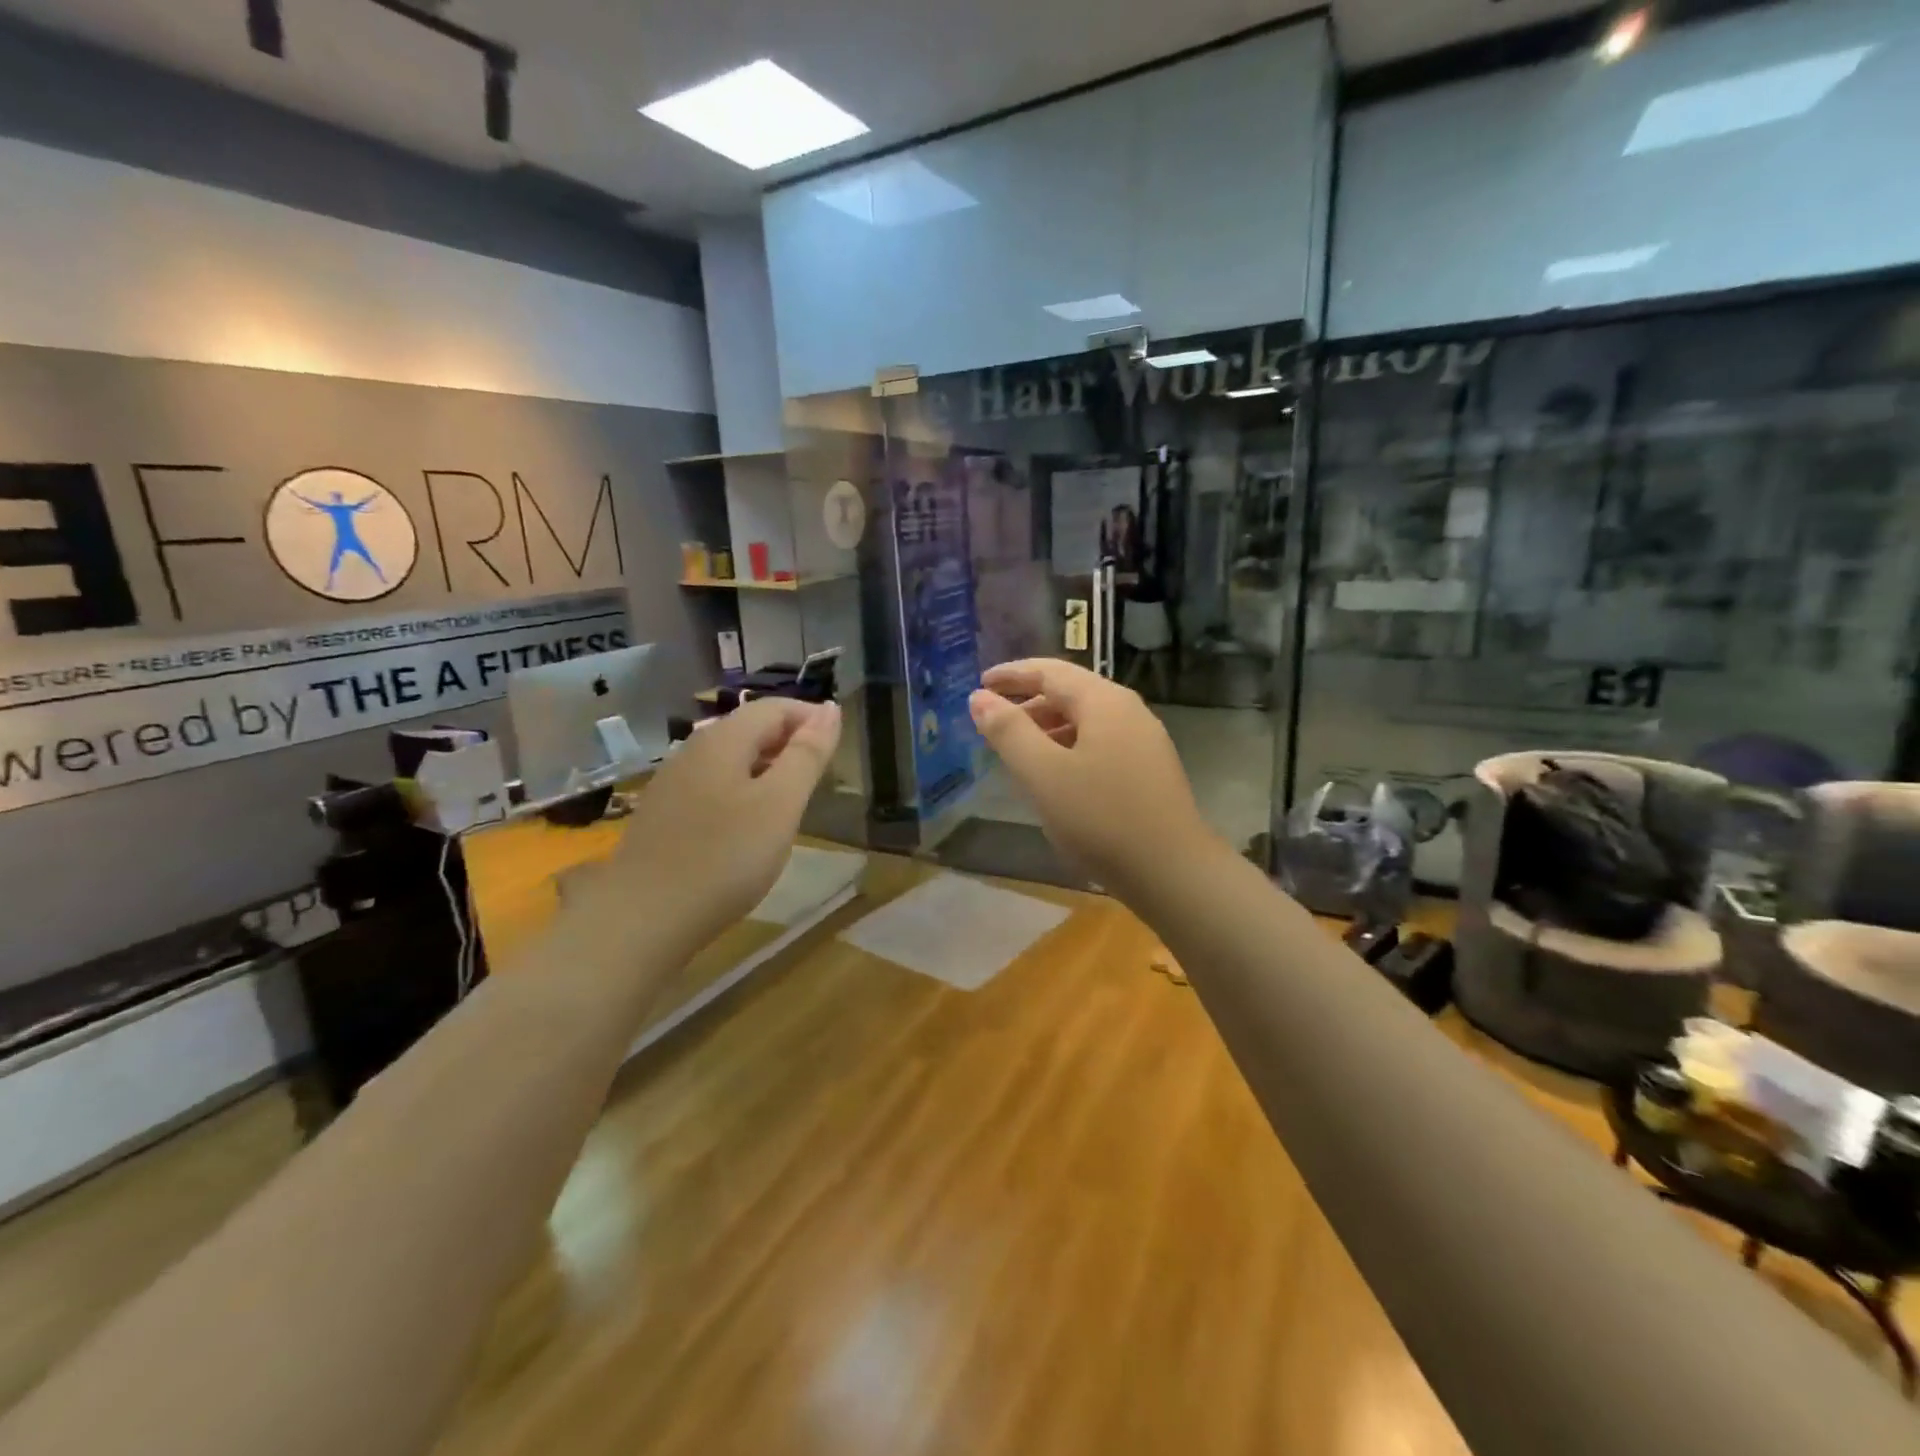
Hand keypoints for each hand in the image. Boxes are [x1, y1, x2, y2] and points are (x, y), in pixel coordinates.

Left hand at [587, 697, 841, 958]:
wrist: (641, 920)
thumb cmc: (724, 859)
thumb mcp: (780, 805)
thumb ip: (807, 754)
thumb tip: (830, 709)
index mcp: (723, 740)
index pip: (774, 707)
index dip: (811, 718)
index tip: (839, 750)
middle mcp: (693, 751)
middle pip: (750, 729)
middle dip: (791, 743)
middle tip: (821, 779)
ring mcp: (673, 784)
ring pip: (731, 759)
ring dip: (768, 769)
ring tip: (793, 803)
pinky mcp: (663, 816)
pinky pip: (713, 786)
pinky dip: (743, 792)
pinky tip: (749, 828)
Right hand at [969, 659, 1217, 894]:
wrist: (1172, 873)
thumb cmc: (1100, 818)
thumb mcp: (1043, 773)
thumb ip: (1008, 731)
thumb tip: (979, 697)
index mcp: (1104, 702)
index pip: (1050, 671)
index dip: (1011, 675)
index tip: (980, 683)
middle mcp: (1128, 711)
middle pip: (1070, 692)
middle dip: (1028, 702)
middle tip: (992, 721)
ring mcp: (1144, 741)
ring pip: (1085, 720)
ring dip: (1047, 727)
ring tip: (1016, 750)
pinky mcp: (1148, 771)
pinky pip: (1099, 744)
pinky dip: (1068, 747)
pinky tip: (1054, 776)